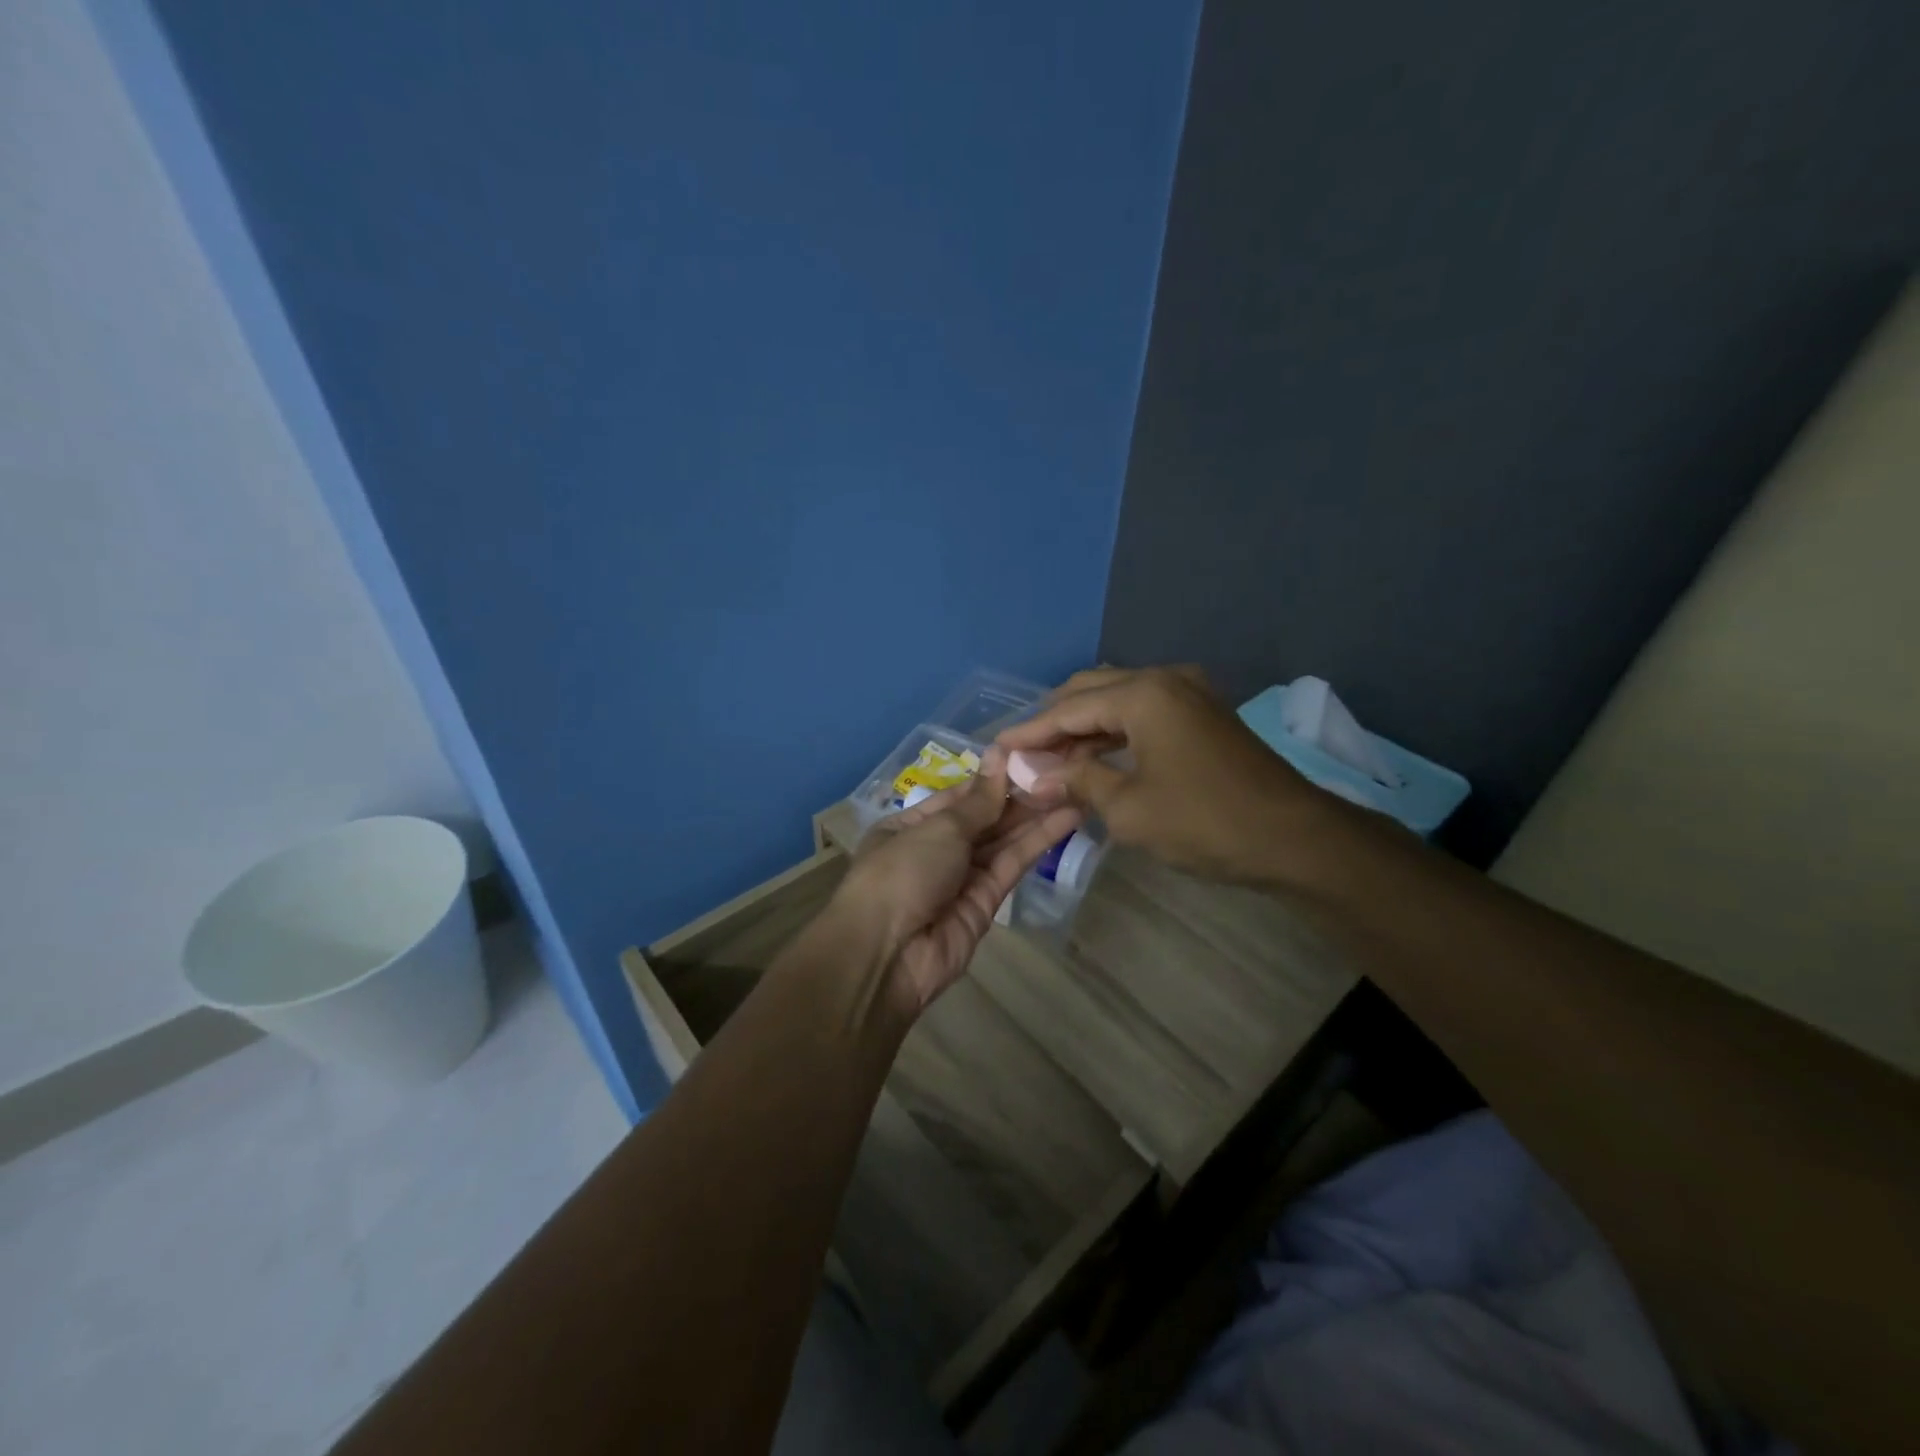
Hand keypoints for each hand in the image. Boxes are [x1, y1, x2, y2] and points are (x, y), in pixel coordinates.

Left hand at [836, 753, 1081, 1013]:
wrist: (887, 955)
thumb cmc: (902, 873)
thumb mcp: (939, 828)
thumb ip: (979, 800)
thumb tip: (999, 755)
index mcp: (910, 826)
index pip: (958, 796)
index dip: (992, 777)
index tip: (1030, 756)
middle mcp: (935, 850)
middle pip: (984, 818)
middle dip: (1019, 796)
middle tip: (1063, 770)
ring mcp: (961, 878)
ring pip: (1002, 841)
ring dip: (1036, 816)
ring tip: (1075, 787)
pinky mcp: (987, 903)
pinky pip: (1012, 865)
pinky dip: (1037, 843)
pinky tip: (1066, 818)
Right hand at [996, 666, 1345, 884]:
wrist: (1296, 839)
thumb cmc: (1205, 822)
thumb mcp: (1128, 808)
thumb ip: (1075, 781)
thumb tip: (1031, 774)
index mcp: (1143, 693)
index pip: (1067, 708)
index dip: (1029, 732)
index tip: (996, 750)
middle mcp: (1164, 679)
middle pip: (1090, 692)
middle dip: (1053, 724)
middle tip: (1022, 756)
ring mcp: (1188, 693)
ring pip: (1116, 702)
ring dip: (1082, 730)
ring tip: (1049, 764)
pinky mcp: (1202, 714)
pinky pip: (1142, 714)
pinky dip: (1113, 735)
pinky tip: (1092, 761)